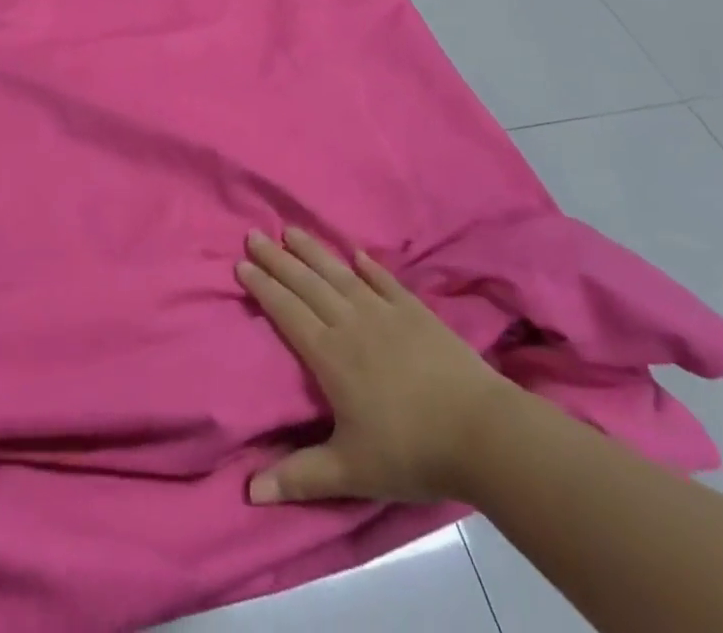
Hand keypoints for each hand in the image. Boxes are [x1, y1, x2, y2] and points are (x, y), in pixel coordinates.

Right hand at [236, 226, 518, 505]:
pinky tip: (356, 254)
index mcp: (330, 355)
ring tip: (291, 230)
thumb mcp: (352, 472)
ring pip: (339, 273)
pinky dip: (369, 266)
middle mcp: (351, 323)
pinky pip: (385, 281)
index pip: (287, 311)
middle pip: (306, 283)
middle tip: (253, 234)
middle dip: (277, 258)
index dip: (263, 286)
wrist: (482, 433)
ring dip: (313, 250)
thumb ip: (301, 476)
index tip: (241, 263)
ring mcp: (385, 312)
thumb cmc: (412, 452)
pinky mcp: (416, 311)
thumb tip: (250, 493)